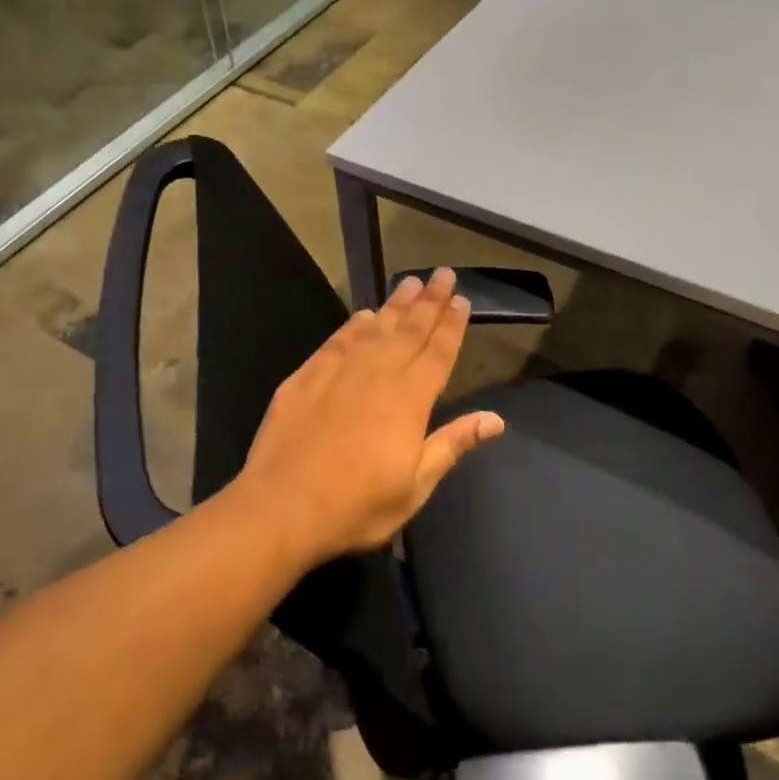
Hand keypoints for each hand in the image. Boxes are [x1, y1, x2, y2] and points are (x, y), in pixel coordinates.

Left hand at [230, 267, 503, 569]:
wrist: (283, 506)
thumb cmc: (357, 505)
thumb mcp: (415, 486)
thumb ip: (452, 444)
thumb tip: (495, 419)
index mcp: (409, 400)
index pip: (438, 353)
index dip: (452, 325)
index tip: (461, 299)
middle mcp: (377, 374)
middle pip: (409, 330)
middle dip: (429, 301)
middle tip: (442, 274)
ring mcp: (339, 371)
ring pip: (374, 328)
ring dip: (395, 305)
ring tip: (409, 283)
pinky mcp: (306, 376)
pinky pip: (337, 340)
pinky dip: (354, 325)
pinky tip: (363, 315)